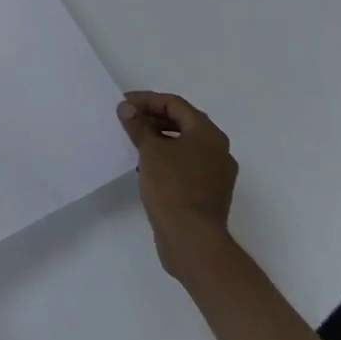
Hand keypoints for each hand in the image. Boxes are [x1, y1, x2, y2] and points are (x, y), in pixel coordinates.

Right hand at [118, 92, 238, 279]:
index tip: (123, 105)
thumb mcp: (149, 150)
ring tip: (133, 141)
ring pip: (184, 144)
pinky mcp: (209, 192)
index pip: (175, 104)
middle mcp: (218, 150)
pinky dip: (167, 157)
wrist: (192, 239)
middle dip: (152, 118)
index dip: (147, 100)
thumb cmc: (172, 187)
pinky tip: (146, 165)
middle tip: (127, 120)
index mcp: (208, 134)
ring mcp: (216, 173)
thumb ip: (137, 125)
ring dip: (158, 137)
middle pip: (183, 122)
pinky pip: (186, 163)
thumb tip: (127, 108)